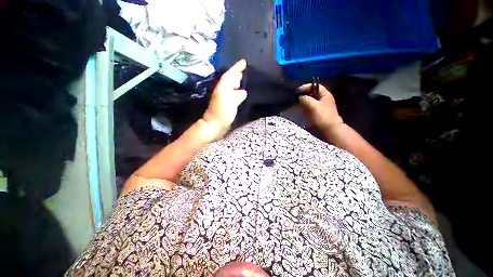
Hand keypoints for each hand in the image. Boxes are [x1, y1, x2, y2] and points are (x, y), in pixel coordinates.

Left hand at [203, 59, 247, 138]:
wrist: (215, 125)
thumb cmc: (222, 113)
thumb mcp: (231, 102)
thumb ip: (238, 95)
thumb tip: (243, 91)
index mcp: (223, 88)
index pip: (230, 74)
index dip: (236, 68)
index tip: (244, 62)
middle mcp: (223, 90)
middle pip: (230, 79)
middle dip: (237, 73)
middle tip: (245, 70)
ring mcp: (224, 97)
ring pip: (231, 86)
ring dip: (237, 81)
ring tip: (244, 79)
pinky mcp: (226, 104)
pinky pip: (233, 93)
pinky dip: (237, 91)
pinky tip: (242, 92)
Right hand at [298, 84, 343, 133]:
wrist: (329, 130)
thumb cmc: (322, 116)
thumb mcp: (313, 106)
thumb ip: (305, 99)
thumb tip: (299, 97)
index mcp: (325, 95)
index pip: (315, 86)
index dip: (306, 87)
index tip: (298, 92)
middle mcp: (323, 99)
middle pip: (312, 93)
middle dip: (304, 95)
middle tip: (297, 99)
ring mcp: (321, 106)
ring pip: (310, 101)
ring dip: (304, 102)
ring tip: (298, 105)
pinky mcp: (318, 113)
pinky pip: (310, 108)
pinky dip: (305, 108)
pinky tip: (302, 111)